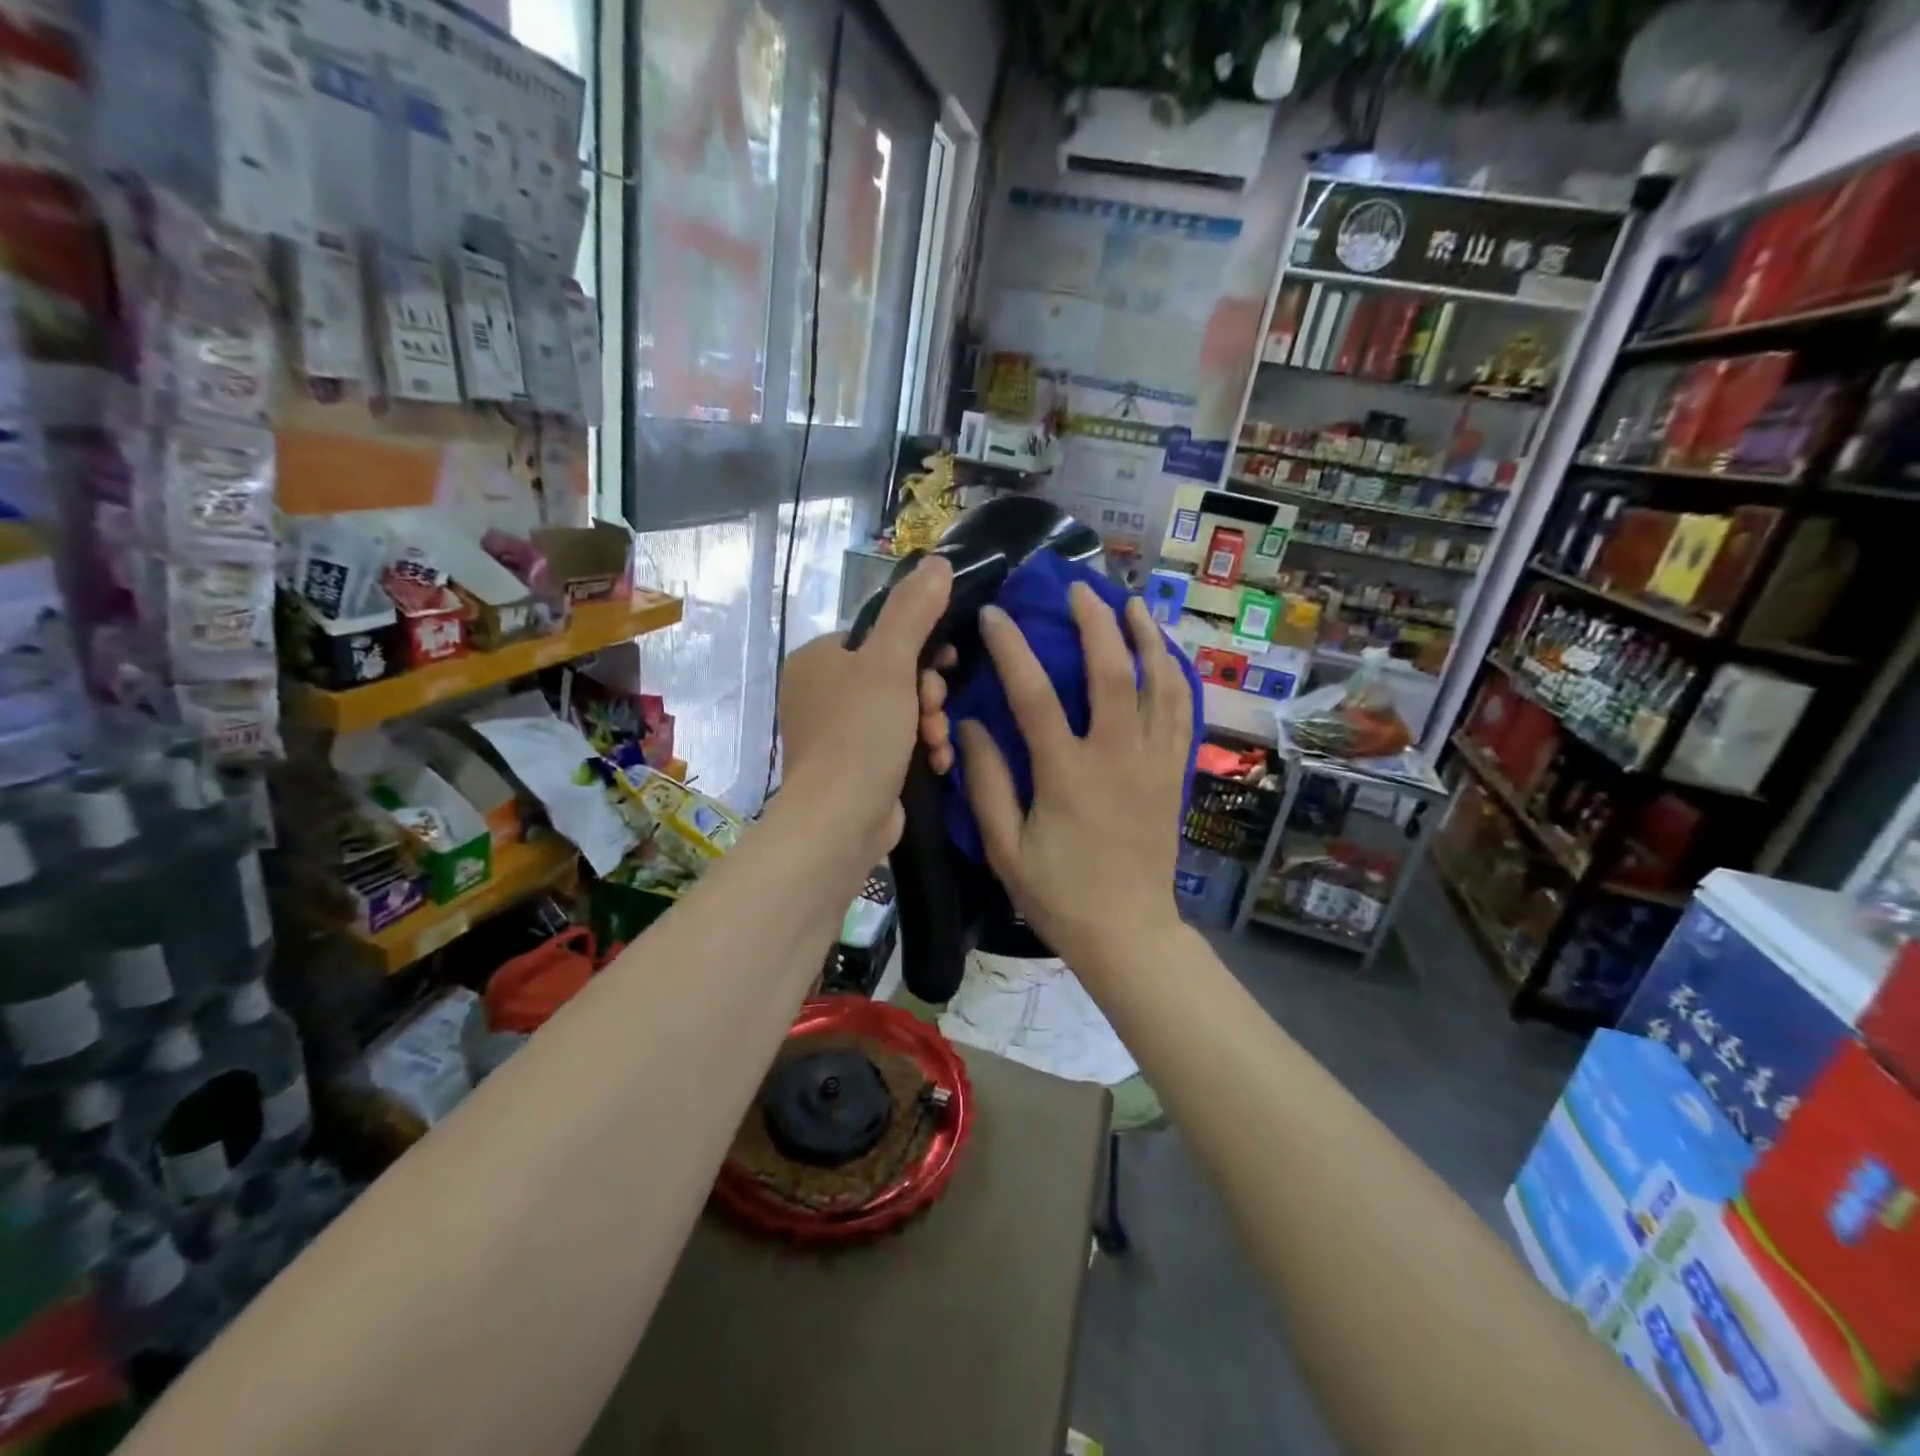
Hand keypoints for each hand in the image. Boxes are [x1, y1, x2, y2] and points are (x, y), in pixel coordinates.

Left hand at [776, 556, 953, 864]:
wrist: (840, 821)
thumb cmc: (860, 733)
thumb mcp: (890, 662)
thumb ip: (914, 610)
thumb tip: (937, 560)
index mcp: (819, 659)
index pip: (881, 636)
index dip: (921, 647)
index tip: (944, 666)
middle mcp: (821, 692)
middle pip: (895, 674)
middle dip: (927, 693)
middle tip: (934, 709)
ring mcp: (836, 733)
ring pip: (901, 710)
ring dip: (930, 723)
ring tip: (936, 742)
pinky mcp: (853, 767)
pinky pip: (896, 743)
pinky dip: (919, 750)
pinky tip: (936, 763)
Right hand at [958, 584, 1193, 973]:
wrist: (1128, 933)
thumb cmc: (1059, 895)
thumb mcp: (1005, 847)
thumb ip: (987, 782)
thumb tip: (969, 726)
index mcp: (1067, 775)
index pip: (1035, 694)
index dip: (1012, 648)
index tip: (996, 615)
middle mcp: (1117, 757)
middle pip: (1112, 671)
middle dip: (1095, 621)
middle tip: (1078, 588)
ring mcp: (1154, 763)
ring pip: (1159, 683)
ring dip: (1145, 637)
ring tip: (1130, 603)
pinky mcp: (1174, 774)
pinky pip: (1182, 712)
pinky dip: (1174, 675)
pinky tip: (1164, 654)